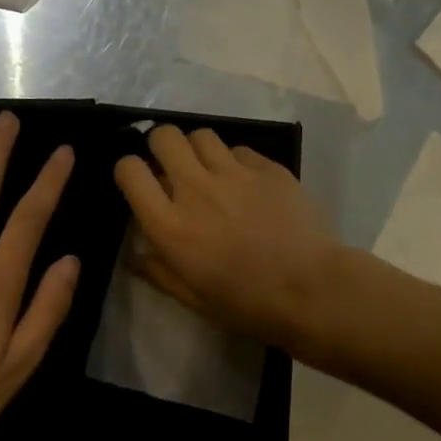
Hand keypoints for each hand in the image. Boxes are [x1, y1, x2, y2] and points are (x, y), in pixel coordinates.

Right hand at [114, 126, 345, 349]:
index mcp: (171, 226)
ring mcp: (235, 174)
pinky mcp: (268, 168)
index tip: (139, 183)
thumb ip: (159, 272)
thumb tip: (134, 256)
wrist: (311, 290)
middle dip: (161, 147)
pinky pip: (239, 149)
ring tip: (209, 172)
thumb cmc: (247, 304)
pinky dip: (235, 161)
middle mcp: (196, 189)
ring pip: (202, 135)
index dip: (129, 170)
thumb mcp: (193, 299)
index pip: (130, 171)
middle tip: (172, 169)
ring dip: (198, 150)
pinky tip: (246, 184)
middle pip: (164, 137)